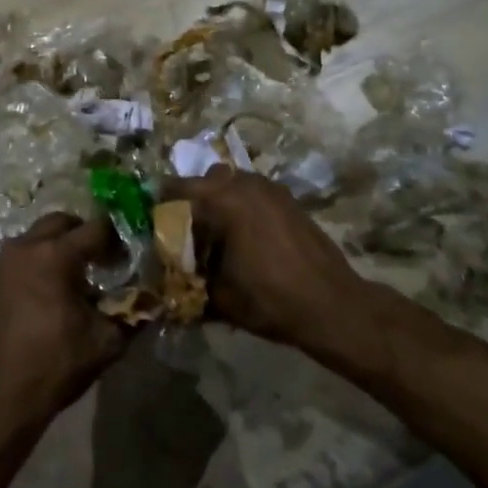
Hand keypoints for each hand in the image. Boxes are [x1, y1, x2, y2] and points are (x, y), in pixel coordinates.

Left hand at [0, 213, 126, 454]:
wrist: (0, 397)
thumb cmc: (55, 365)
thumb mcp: (105, 342)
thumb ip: (131, 313)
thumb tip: (152, 299)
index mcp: (55, 255)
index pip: (95, 228)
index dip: (116, 239)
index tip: (128, 255)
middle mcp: (27, 246)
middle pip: (62, 222)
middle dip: (85, 233)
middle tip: (103, 259)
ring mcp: (5, 260)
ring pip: (39, 234)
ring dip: (61, 245)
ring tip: (78, 276)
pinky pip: (24, 253)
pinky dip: (41, 259)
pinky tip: (53, 290)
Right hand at [162, 166, 368, 352]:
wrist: (333, 306)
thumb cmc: (271, 299)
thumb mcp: (219, 297)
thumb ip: (188, 281)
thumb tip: (165, 283)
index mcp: (222, 199)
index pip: (175, 188)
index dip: (160, 206)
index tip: (154, 226)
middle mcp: (244, 183)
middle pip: (204, 182)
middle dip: (192, 203)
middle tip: (187, 234)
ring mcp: (270, 188)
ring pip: (231, 184)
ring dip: (219, 202)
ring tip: (218, 237)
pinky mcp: (288, 199)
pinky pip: (253, 193)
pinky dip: (242, 207)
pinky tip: (246, 239)